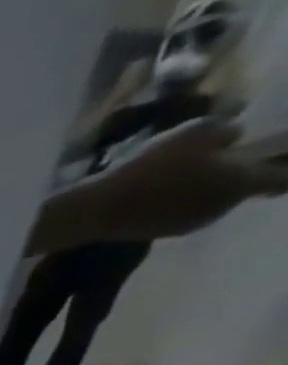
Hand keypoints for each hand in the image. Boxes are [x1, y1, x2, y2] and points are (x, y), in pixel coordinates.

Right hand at [54, 119, 287, 245]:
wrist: (96, 210)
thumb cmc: (150, 169)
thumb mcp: (195, 132)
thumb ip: (225, 132)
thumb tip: (233, 138)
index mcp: (239, 183)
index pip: (285, 178)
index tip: (281, 158)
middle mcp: (221, 208)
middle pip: (243, 189)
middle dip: (238, 175)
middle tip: (219, 160)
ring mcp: (189, 223)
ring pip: (211, 201)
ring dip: (205, 189)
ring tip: (181, 176)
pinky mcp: (161, 232)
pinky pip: (183, 212)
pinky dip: (179, 201)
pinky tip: (158, 192)